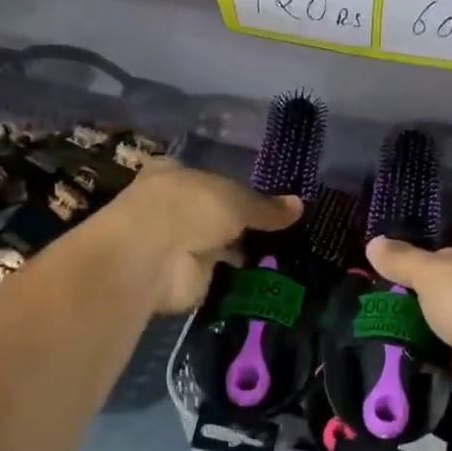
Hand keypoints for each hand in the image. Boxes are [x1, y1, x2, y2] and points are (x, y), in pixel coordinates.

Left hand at [109, 161, 300, 313]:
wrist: (151, 258)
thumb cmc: (189, 208)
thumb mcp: (236, 200)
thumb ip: (265, 206)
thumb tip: (299, 205)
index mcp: (174, 173)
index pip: (209, 176)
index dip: (236, 185)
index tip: (267, 197)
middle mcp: (172, 206)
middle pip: (215, 212)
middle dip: (243, 222)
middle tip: (284, 229)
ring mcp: (176, 243)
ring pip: (218, 243)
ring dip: (243, 250)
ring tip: (286, 253)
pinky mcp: (184, 277)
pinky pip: (220, 274)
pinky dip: (240, 277)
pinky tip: (270, 276)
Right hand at [364, 236, 451, 423]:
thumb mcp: (431, 272)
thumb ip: (401, 259)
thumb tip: (373, 243)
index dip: (429, 260)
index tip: (401, 272)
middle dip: (426, 297)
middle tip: (390, 301)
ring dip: (429, 328)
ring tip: (391, 328)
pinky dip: (435, 355)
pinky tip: (409, 354)